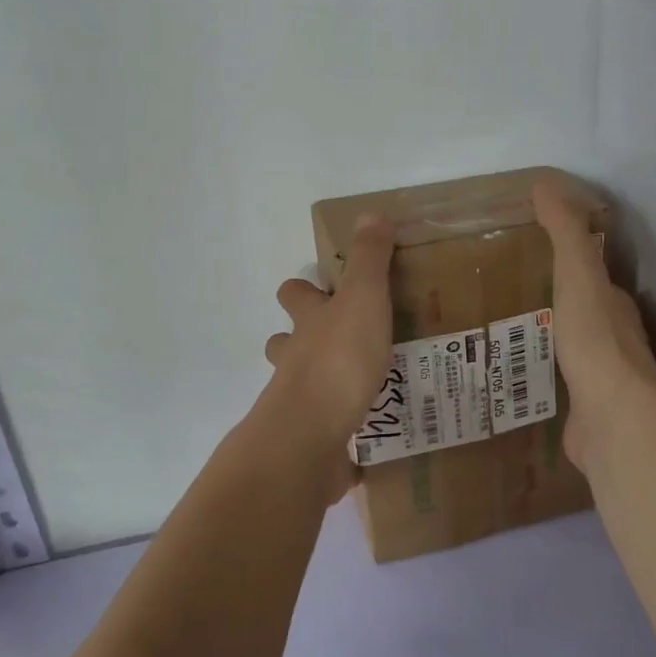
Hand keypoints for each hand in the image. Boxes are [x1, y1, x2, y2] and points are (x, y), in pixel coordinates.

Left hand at [261, 214, 396, 483]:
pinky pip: (327, 435)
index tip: (328, 289)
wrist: (310, 436)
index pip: (294, 295)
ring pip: (303, 387)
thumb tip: (369, 214)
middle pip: (286, 343)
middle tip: (348, 340)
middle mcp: (296, 360)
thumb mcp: (363, 299)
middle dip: (305, 340)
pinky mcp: (312, 443)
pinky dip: (342, 435)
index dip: (305, 290)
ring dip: (325, 385)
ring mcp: (299, 403)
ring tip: (365, 387)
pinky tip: (369, 440)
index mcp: (308, 323)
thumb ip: (369, 260)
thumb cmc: (338, 360)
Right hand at [532, 178, 655, 469]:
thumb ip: (565, 231)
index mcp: (614, 304)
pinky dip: (540, 377)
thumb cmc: (595, 339)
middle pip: (582, 312)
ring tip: (502, 332)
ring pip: (569, 350)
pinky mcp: (583, 411)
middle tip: (510, 291)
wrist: (611, 417)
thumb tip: (545, 182)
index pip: (594, 275)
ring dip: (546, 340)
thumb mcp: (578, 274)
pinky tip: (512, 376)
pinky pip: (558, 386)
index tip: (535, 251)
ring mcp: (600, 379)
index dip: (571, 261)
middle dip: (555, 303)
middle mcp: (613, 339)